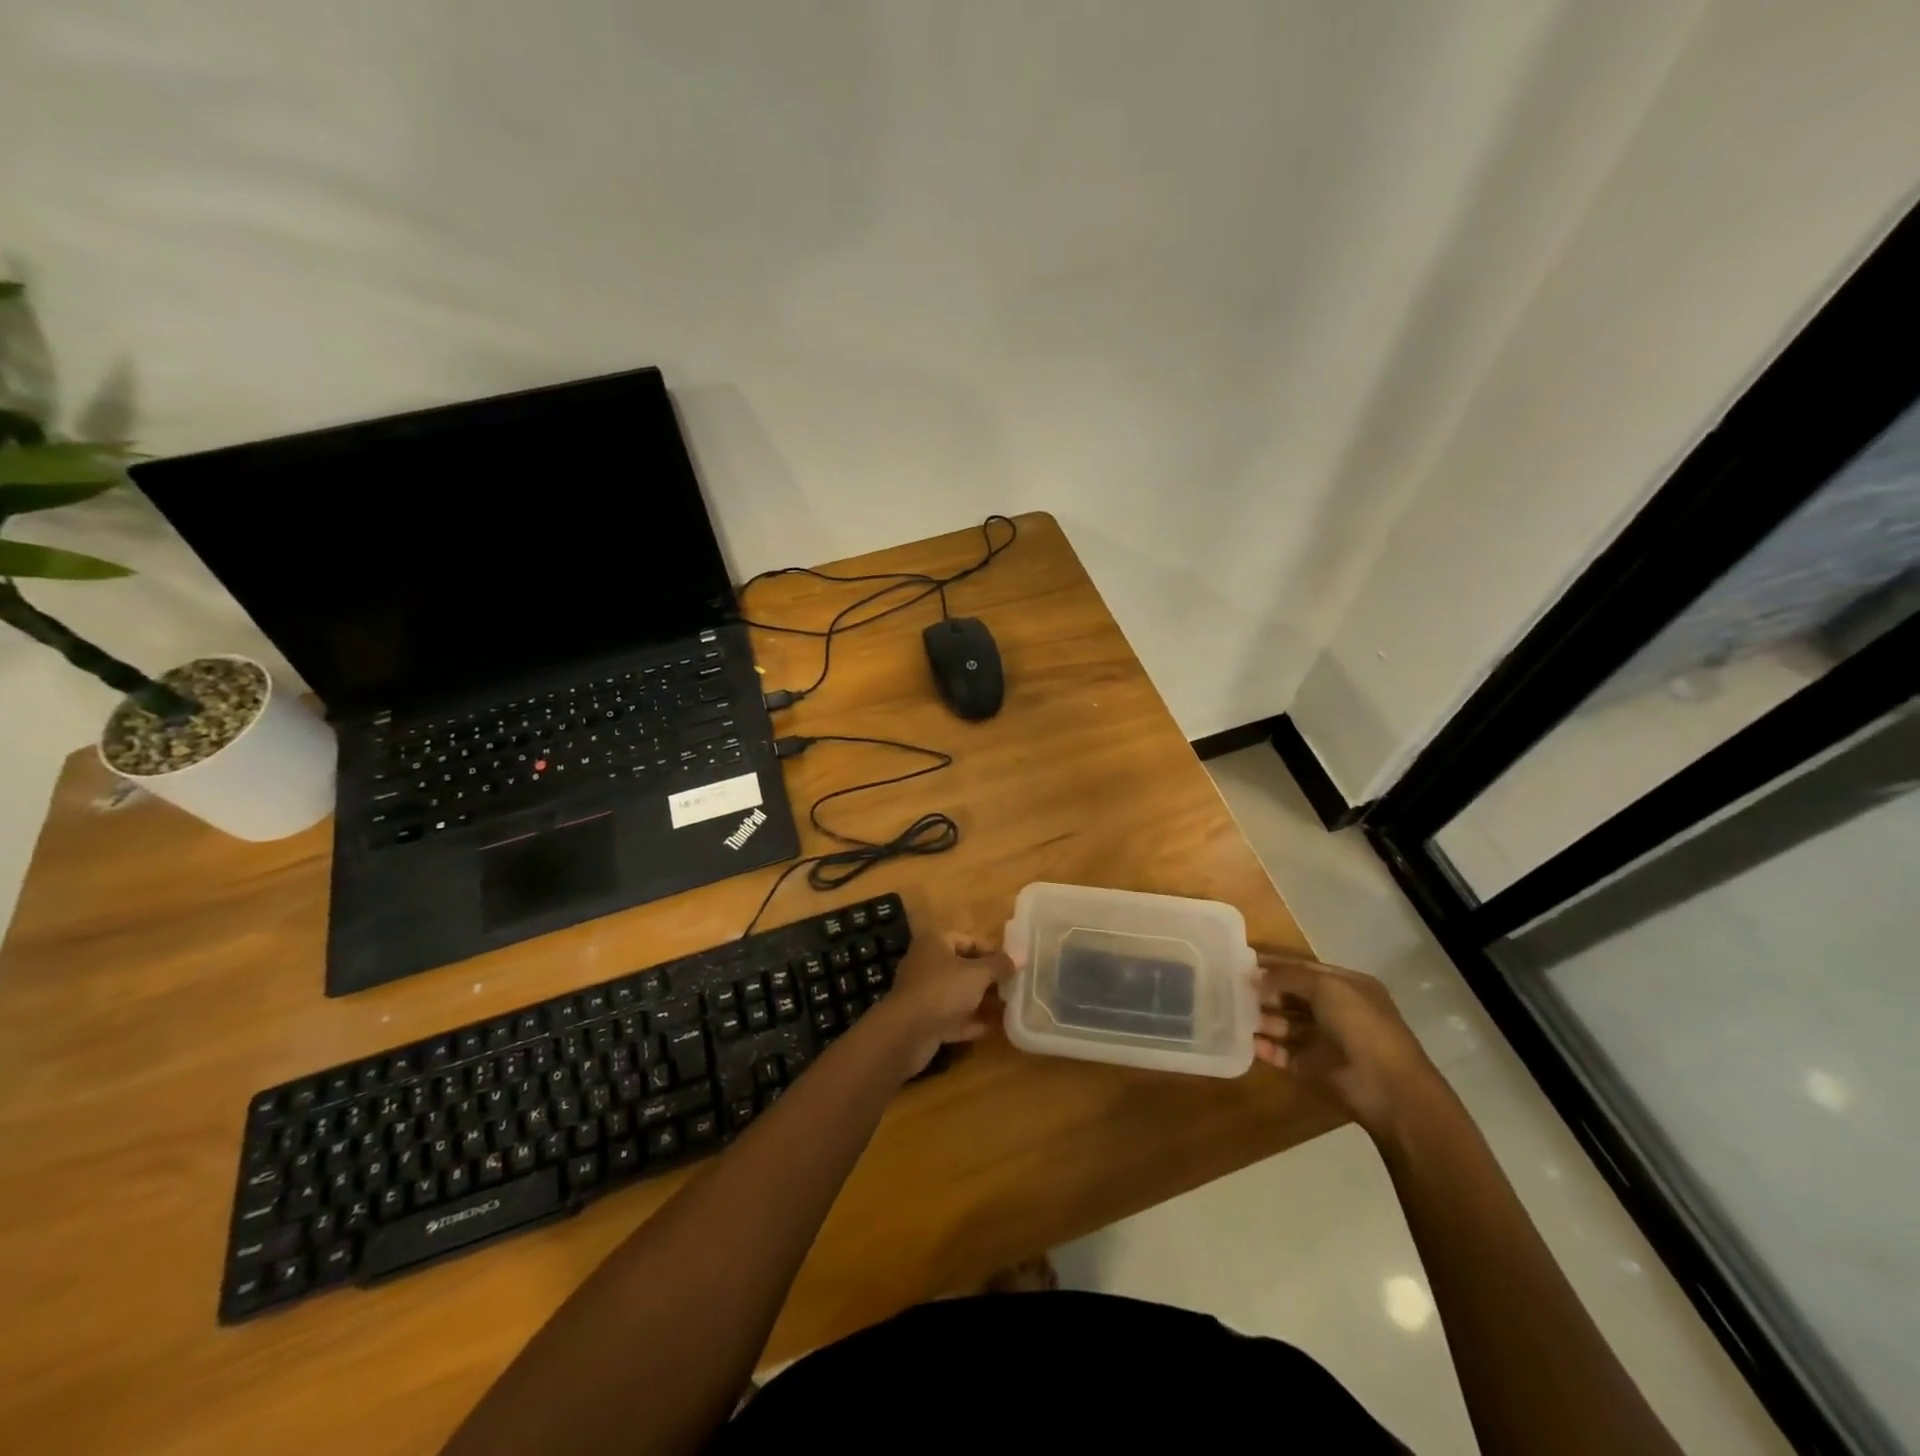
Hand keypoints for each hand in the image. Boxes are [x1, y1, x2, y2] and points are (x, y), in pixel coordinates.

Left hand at [875, 931, 1006, 1077]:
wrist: (906, 1033)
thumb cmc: (943, 990)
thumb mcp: (977, 974)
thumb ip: (1000, 965)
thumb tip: (1022, 956)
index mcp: (936, 943)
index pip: (968, 940)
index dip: (992, 951)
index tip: (1014, 965)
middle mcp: (927, 963)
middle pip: (963, 967)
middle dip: (988, 978)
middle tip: (1014, 987)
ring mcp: (924, 993)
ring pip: (958, 993)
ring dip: (980, 1001)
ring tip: (1008, 1008)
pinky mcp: (924, 1020)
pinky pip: (952, 1017)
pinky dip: (970, 1021)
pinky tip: (993, 1029)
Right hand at [1254, 951, 1443, 1140]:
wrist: (1387, 1087)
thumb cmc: (1360, 1025)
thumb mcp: (1326, 987)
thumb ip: (1288, 976)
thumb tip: (1256, 976)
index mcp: (1348, 987)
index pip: (1306, 969)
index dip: (1276, 964)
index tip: (1244, 962)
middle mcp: (1339, 1012)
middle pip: (1294, 997)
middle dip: (1267, 992)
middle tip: (1234, 988)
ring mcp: (1327, 1042)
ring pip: (1288, 1026)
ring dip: (1264, 1019)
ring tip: (1235, 1014)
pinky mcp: (1316, 1069)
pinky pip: (1286, 1054)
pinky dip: (1268, 1049)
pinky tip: (1249, 1042)